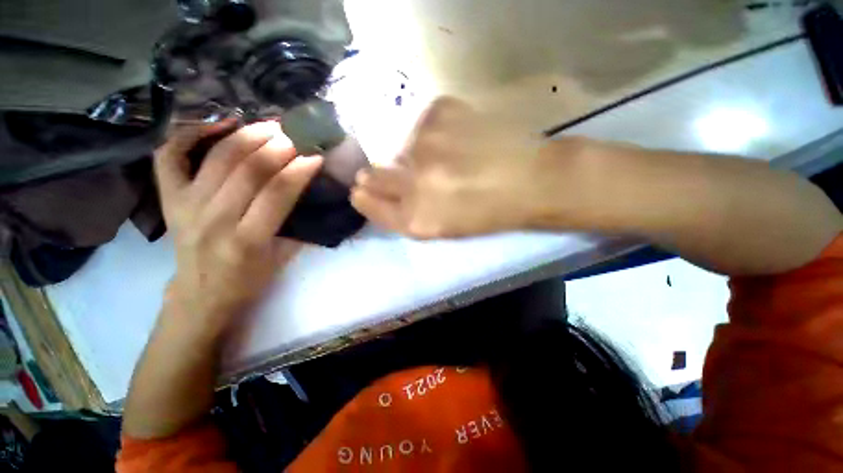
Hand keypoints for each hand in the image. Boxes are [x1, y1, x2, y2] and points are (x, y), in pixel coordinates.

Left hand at [155, 121, 321, 333]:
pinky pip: (170, 155)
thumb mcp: (282, 259)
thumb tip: (305, 189)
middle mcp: (214, 218)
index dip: (299, 170)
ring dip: (248, 135)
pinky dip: (191, 133)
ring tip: (270, 126)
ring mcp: (185, 205)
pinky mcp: (168, 199)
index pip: (278, 193)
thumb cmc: (248, 280)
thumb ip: (296, 225)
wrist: (200, 295)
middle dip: (277, 146)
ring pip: (217, 157)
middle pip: (248, 169)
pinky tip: (218, 124)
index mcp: (248, 240)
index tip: (316, 155)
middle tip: (296, 135)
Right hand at [350, 97, 567, 237]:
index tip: (360, 189)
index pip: (373, 206)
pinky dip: (434, 132)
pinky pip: (424, 124)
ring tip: (445, 158)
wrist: (532, 180)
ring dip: (413, 155)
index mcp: (418, 219)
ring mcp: (426, 145)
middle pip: (375, 175)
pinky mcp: (441, 112)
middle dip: (375, 175)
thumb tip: (383, 187)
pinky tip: (458, 139)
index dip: (365, 198)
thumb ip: (409, 214)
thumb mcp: (444, 228)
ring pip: (401, 148)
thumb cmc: (489, 213)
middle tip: (384, 171)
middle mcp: (415, 183)